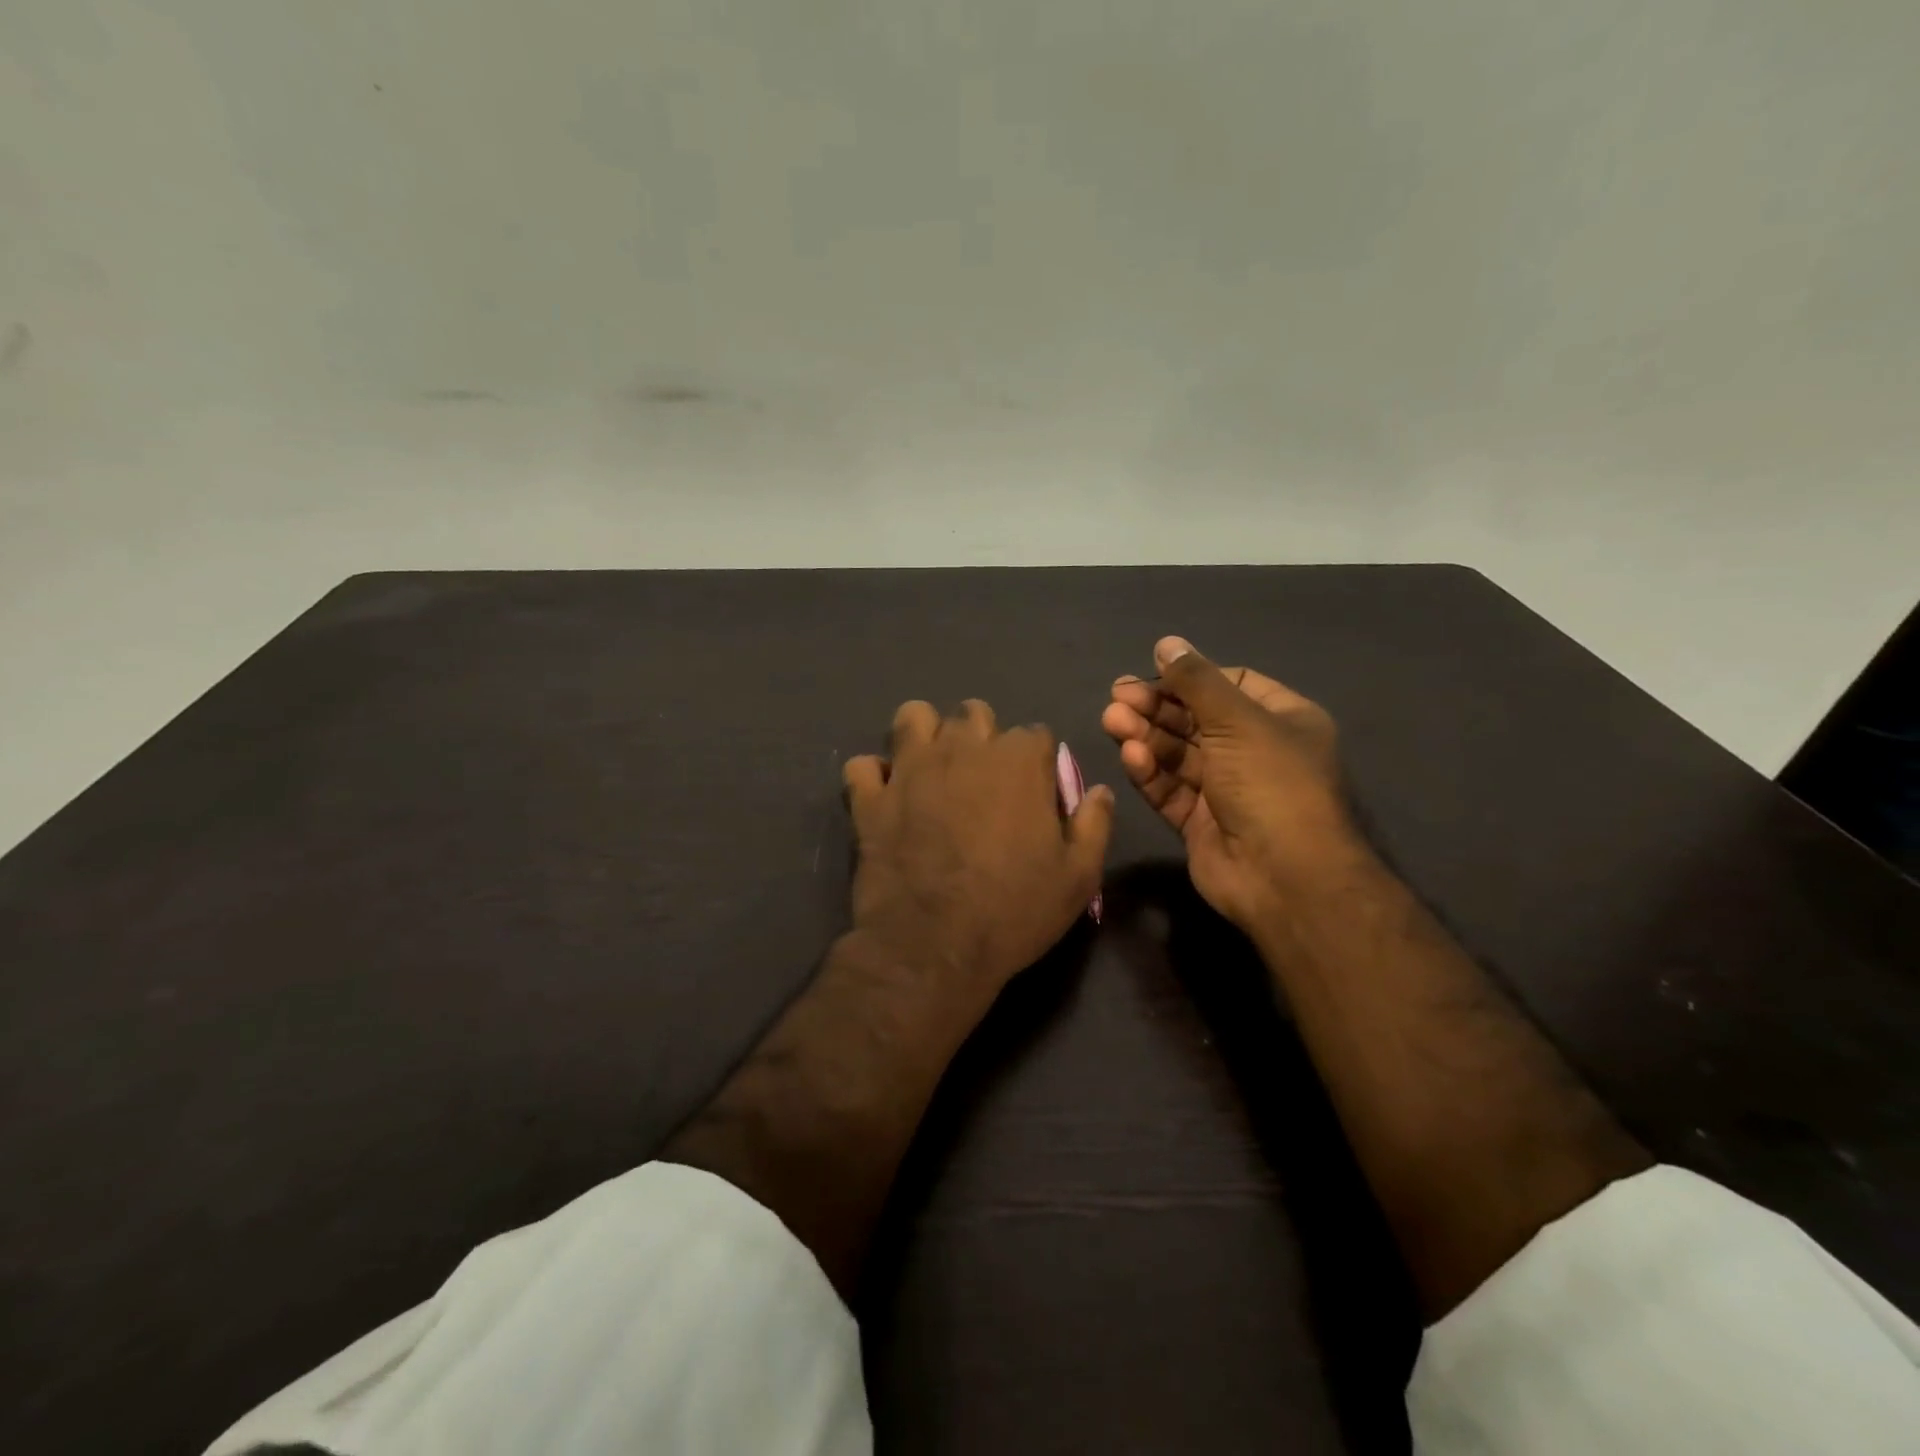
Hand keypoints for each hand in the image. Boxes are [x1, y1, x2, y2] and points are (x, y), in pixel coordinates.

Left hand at [843, 700, 1112, 1001]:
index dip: (1037, 763)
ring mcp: (910, 769)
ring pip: (913, 718)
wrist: (933, 947)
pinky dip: (874, 778)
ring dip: (925, 736)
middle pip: (974, 714)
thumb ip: (1093, 825)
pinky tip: (885, 797)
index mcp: (1018, 761)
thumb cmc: (1014, 911)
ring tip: (931, 770)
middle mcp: (962, 748)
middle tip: (982, 780)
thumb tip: (1098, 790)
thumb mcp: (1078, 877)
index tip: (1035, 794)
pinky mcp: (870, 798)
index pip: (1036, 734)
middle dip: (982, 737)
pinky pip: (863, 766)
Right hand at [1101, 637, 1359, 930]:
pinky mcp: (1199, 822)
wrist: (1286, 878)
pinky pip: (1170, 789)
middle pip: (1196, 719)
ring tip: (1112, 720)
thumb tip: (1167, 642)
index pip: (1231, 685)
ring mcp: (1225, 789)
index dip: (1191, 678)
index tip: (1153, 672)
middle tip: (1116, 696)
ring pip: (1178, 754)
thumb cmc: (1272, 784)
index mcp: (1281, 721)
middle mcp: (1254, 752)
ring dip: (1146, 735)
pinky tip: (1131, 755)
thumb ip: (1196, 680)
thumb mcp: (1237, 721)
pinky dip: (1150, 771)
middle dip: (1157, 707)